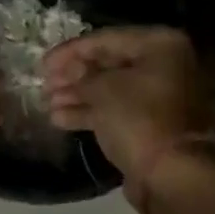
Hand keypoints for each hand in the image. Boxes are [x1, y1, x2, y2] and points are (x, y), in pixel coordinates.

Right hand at [42, 28, 212, 209]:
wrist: (172, 174)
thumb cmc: (139, 119)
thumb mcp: (104, 89)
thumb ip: (82, 75)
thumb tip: (71, 71)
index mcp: (160, 46)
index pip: (106, 39)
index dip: (71, 51)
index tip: (43, 64)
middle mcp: (163, 66)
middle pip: (108, 64)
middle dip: (73, 75)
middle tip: (44, 84)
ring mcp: (158, 97)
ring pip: (110, 89)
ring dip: (77, 95)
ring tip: (46, 103)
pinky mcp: (150, 125)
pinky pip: (115, 111)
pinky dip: (89, 113)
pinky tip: (58, 118)